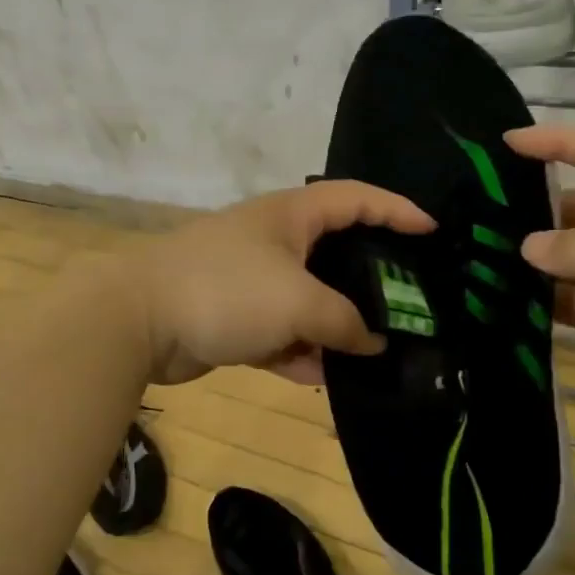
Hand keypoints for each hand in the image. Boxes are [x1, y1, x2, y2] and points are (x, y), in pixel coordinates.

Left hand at [131, 181, 435, 385]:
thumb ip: (343, 321)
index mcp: (290, 215)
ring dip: (335, 326)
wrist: (140, 321)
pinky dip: (299, 351)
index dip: (397, 209)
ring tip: (376, 353)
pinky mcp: (233, 318)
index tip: (434, 232)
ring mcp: (251, 281)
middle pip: (336, 254)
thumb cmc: (227, 290)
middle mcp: (273, 241)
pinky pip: (280, 332)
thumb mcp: (298, 301)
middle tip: (411, 305)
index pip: (355, 198)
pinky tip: (324, 376)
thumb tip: (373, 341)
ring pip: (308, 300)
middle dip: (371, 280)